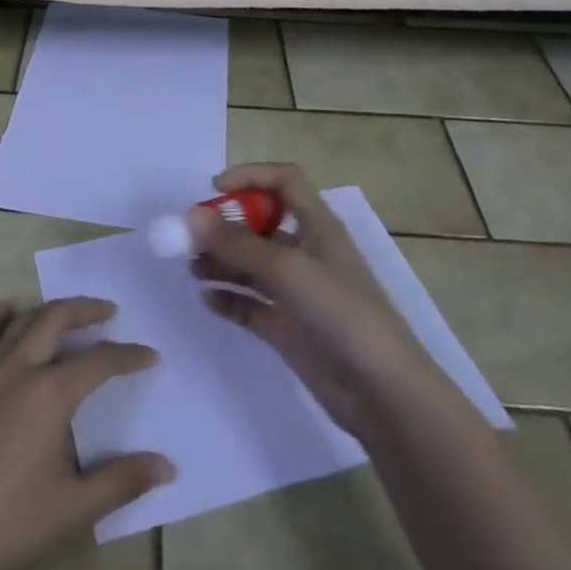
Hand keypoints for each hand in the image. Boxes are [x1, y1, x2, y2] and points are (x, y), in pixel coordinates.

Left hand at [0, 296, 173, 569]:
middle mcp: (19, 368)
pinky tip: (6, 308)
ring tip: (68, 314)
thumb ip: (122, 481)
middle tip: (109, 312)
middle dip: (86, 309)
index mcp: (51, 393)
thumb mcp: (74, 508)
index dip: (128, 356)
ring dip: (49, 311)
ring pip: (21, 321)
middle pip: (56, 318)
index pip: (100, 362)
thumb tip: (168, 466)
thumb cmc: (9, 526)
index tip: (150, 355)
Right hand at [190, 162, 435, 438]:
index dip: (250, 176)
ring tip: (192, 269)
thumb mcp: (287, 269)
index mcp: (317, 225)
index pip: (284, 181)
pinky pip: (250, 303)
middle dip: (224, 226)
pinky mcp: (288, 326)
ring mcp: (296, 291)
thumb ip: (236, 242)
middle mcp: (306, 251)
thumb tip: (190, 214)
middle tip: (189, 238)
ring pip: (250, 264)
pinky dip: (228, 298)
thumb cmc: (340, 312)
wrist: (381, 392)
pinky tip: (208, 300)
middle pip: (259, 224)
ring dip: (220, 261)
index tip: (214, 190)